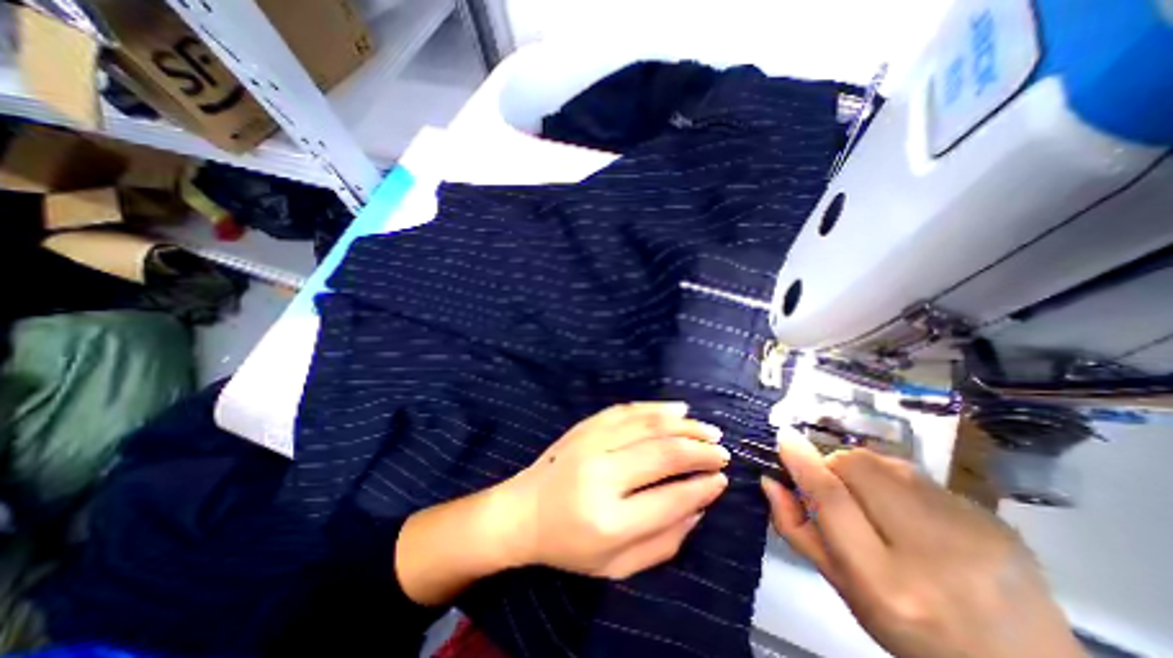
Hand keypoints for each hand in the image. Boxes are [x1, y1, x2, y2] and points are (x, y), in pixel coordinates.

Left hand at [491, 405, 729, 578]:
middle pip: (662, 453)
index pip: (669, 499)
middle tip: (721, 451)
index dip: (701, 487)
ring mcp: (590, 443)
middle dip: (699, 450)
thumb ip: (663, 542)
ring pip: (647, 425)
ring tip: (707, 429)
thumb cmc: (569, 545)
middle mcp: (600, 475)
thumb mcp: (616, 566)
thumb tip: (699, 506)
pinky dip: (655, 408)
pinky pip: (626, 410)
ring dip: (683, 425)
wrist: (522, 512)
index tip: (721, 480)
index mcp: (608, 521)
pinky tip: (676, 409)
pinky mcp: (585, 427)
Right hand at [766, 433, 1085, 657]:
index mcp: (889, 584)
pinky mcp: (994, 518)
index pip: (831, 500)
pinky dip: (896, 481)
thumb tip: (770, 481)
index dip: (802, 463)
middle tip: (834, 487)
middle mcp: (934, 553)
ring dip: (863, 470)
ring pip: (886, 463)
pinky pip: (918, 474)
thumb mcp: (845, 590)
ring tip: (872, 502)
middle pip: (858, 467)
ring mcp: (973, 531)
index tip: (784, 439)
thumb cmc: (915, 634)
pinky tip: (910, 513)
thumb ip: (799, 532)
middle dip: (833, 465)